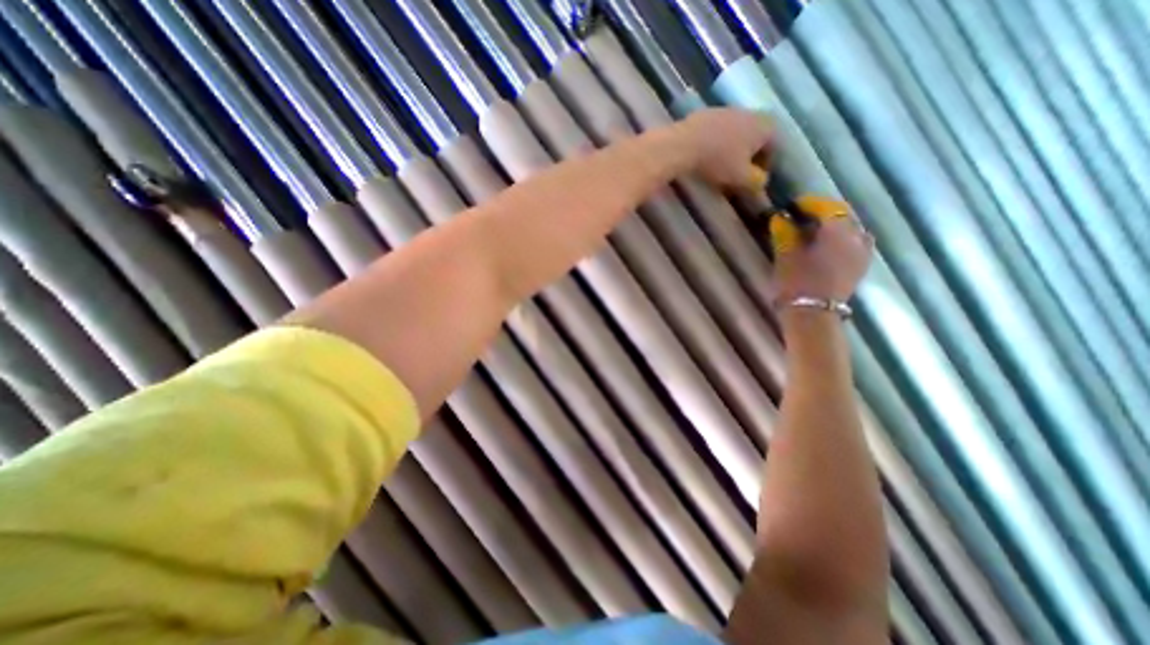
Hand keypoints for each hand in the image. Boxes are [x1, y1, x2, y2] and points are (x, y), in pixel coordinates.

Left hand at [677, 106, 771, 189]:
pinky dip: (714, 144)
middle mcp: (749, 112)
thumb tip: (761, 182)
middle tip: (736, 175)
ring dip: (730, 150)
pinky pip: (715, 132)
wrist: (684, 144)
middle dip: (747, 157)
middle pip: (753, 138)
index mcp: (764, 125)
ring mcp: (725, 110)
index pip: (773, 146)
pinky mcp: (705, 113)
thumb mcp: (741, 177)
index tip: (753, 180)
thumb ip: (756, 182)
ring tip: (719, 169)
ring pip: (734, 133)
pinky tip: (704, 158)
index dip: (765, 166)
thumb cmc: (718, 160)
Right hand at [771, 201, 871, 305]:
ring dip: (833, 226)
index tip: (792, 205)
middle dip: (822, 212)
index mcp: (838, 230)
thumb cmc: (797, 281)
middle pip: (842, 215)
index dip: (809, 203)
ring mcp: (862, 252)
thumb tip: (781, 217)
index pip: (826, 206)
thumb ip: (785, 231)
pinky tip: (825, 246)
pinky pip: (854, 243)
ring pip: (850, 229)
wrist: (813, 314)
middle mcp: (857, 236)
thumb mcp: (786, 253)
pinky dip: (840, 239)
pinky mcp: (860, 266)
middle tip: (801, 216)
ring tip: (813, 231)